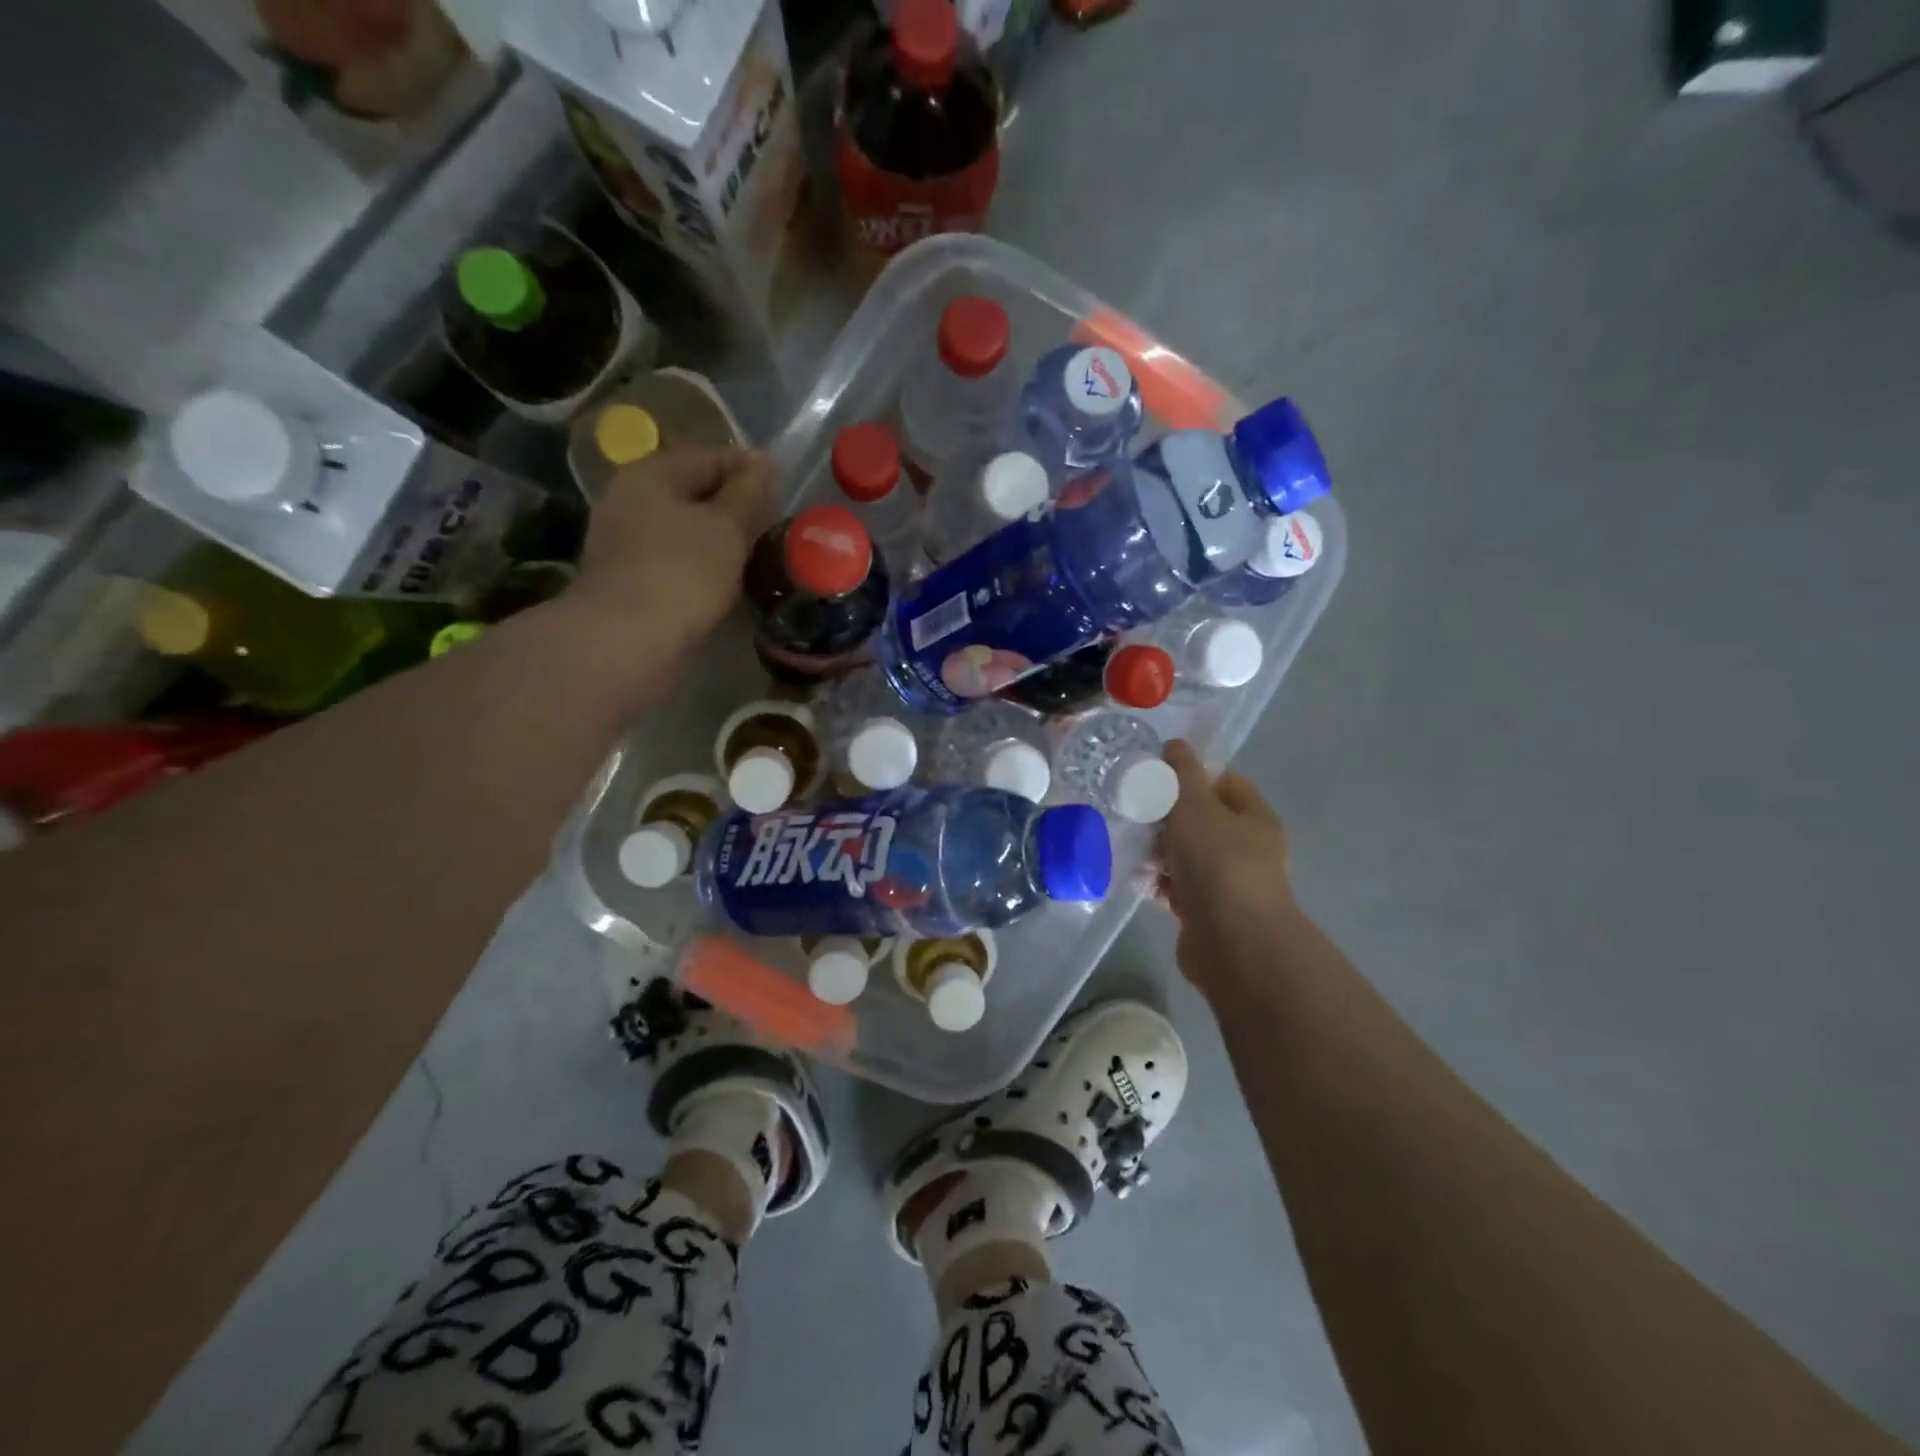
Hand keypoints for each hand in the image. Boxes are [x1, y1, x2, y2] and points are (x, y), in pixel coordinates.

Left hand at [567, 445, 770, 667]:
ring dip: (717, 535)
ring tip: (754, 553)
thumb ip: (748, 494)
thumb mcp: (727, 528)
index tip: (783, 490)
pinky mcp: (628, 575)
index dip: (749, 469)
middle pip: (693, 490)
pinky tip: (723, 577)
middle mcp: (631, 497)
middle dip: (733, 503)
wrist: (627, 640)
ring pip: (683, 525)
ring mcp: (625, 538)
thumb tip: (762, 464)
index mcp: (652, 473)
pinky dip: (700, 560)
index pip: (710, 456)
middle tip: (772, 523)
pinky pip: (674, 555)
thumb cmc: (683, 574)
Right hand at [1157, 740, 1294, 994]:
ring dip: (1156, 851)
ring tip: (1127, 842)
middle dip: (1165, 815)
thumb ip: (1182, 774)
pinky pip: (1175, 887)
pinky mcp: (1204, 912)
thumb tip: (1175, 744)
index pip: (1225, 782)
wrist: (1232, 943)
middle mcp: (1245, 850)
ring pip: (1184, 856)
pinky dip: (1155, 881)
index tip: (1156, 774)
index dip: (1191, 774)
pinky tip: (1132, 875)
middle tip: (1133, 809)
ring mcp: (1225, 884)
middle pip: (1200, 821)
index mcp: (1255, 819)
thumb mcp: (1197, 807)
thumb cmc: (1219, 863)